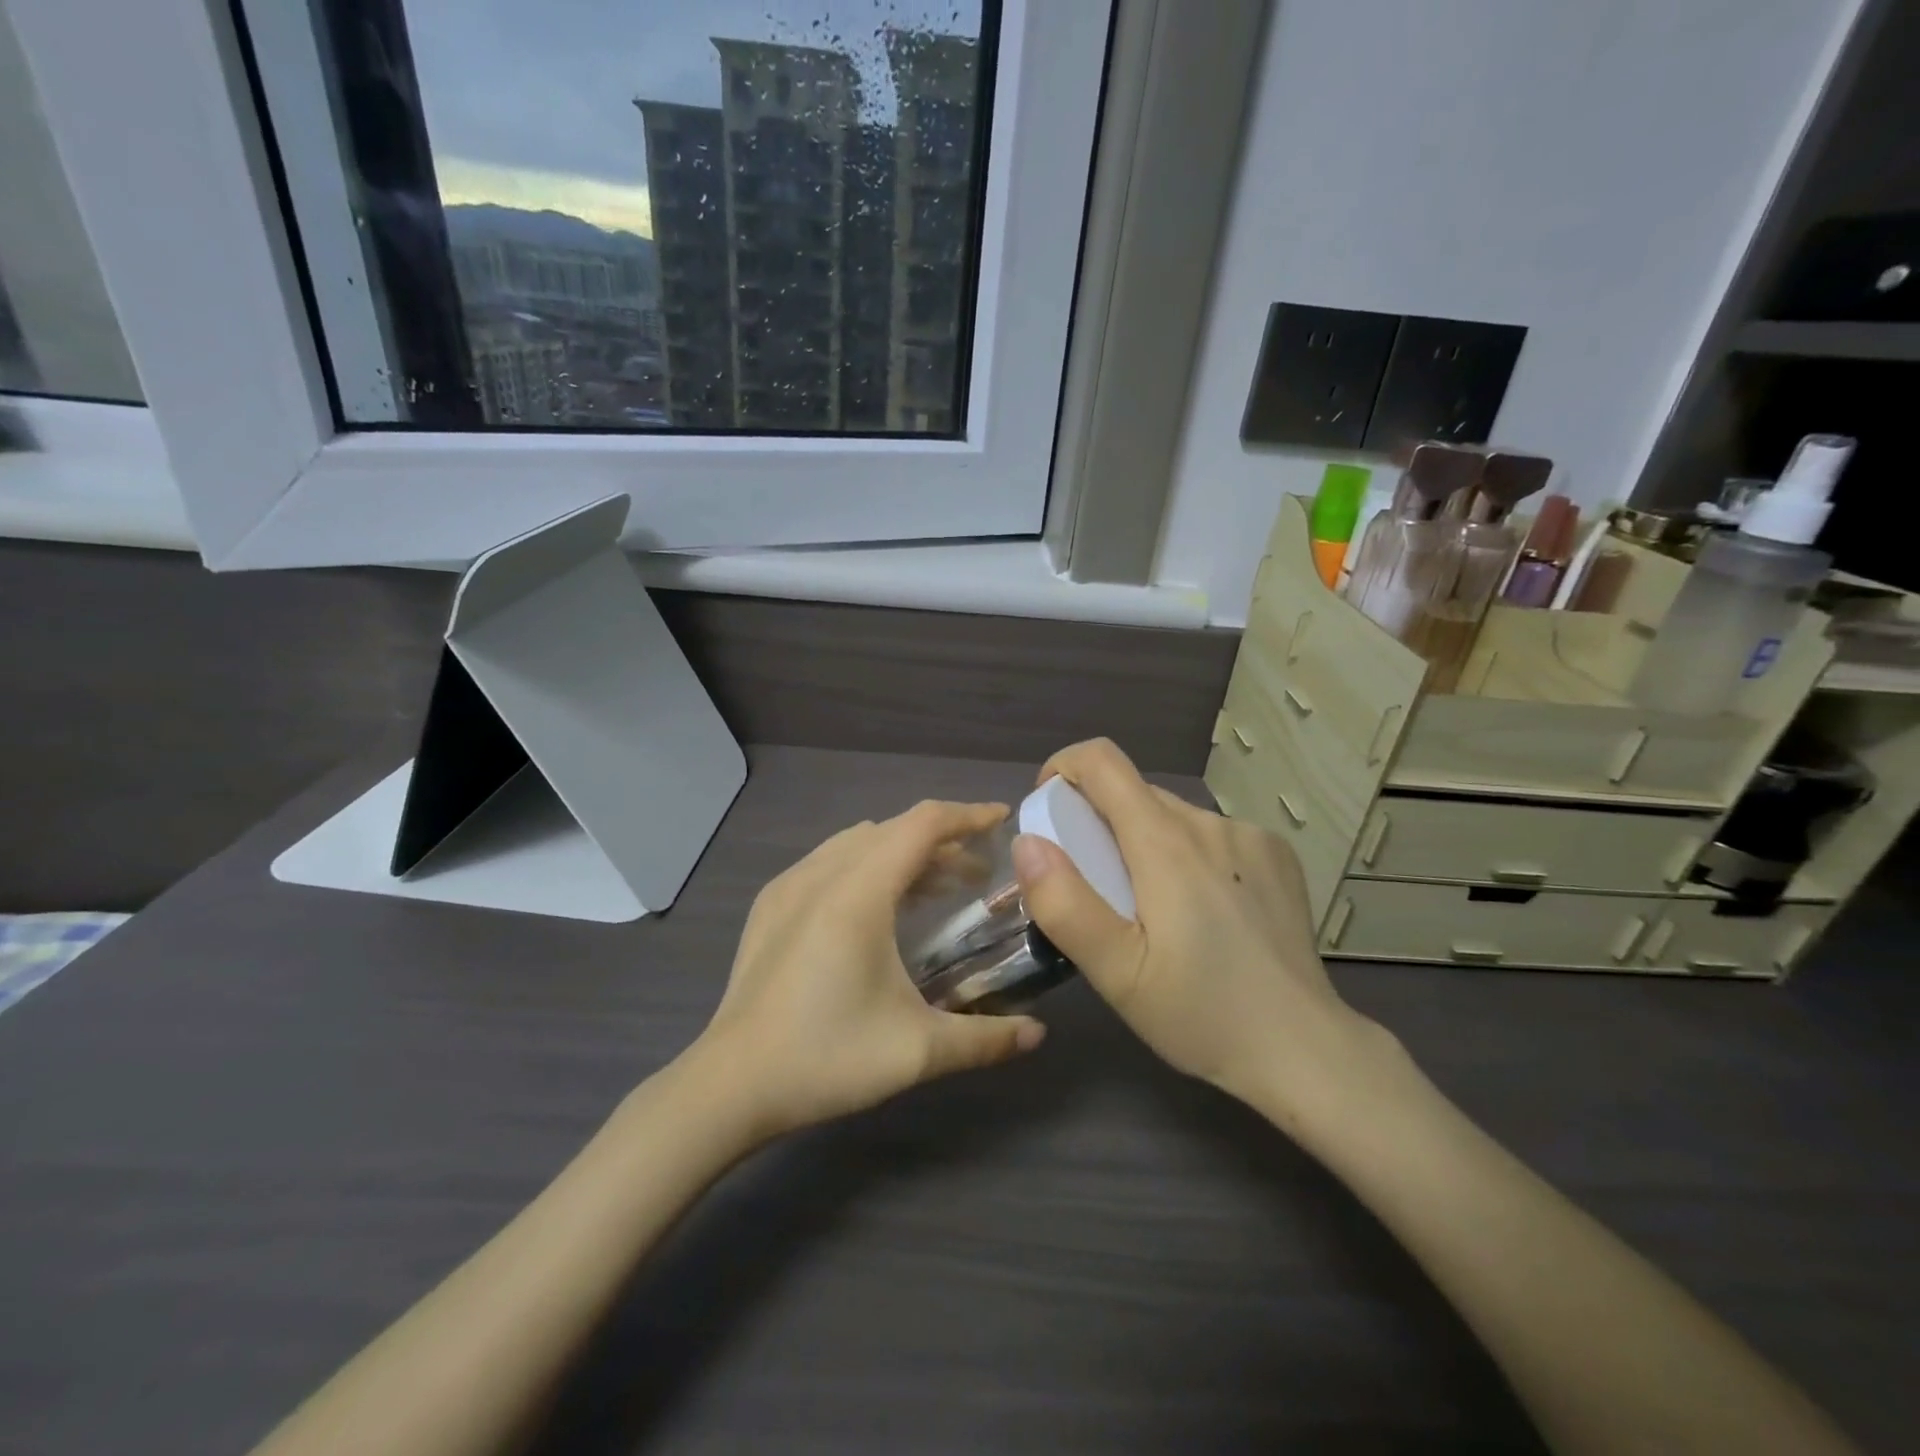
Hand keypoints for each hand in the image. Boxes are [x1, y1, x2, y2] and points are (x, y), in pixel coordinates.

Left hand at [699, 801, 1046, 1138]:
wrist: (729, 1086)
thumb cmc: (826, 1058)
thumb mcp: (916, 1052)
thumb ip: (985, 1038)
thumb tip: (1037, 1033)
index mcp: (858, 892)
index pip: (923, 824)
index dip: (967, 815)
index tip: (1003, 819)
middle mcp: (822, 873)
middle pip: (894, 830)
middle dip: (942, 841)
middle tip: (978, 874)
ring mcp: (789, 885)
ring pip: (859, 842)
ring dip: (903, 852)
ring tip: (934, 889)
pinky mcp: (770, 904)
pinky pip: (830, 860)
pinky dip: (867, 864)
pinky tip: (877, 908)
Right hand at [1011, 739, 1386, 1117]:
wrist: (1303, 1049)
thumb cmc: (1200, 1014)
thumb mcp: (1116, 972)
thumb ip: (1064, 903)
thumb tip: (1027, 842)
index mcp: (1165, 843)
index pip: (1103, 761)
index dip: (1064, 770)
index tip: (1049, 812)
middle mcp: (1209, 823)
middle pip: (1135, 794)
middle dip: (1100, 825)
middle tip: (1097, 891)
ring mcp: (1250, 836)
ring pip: (1173, 816)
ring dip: (1146, 844)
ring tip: (1153, 911)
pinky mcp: (1277, 856)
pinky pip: (1212, 835)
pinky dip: (1189, 855)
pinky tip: (1204, 912)